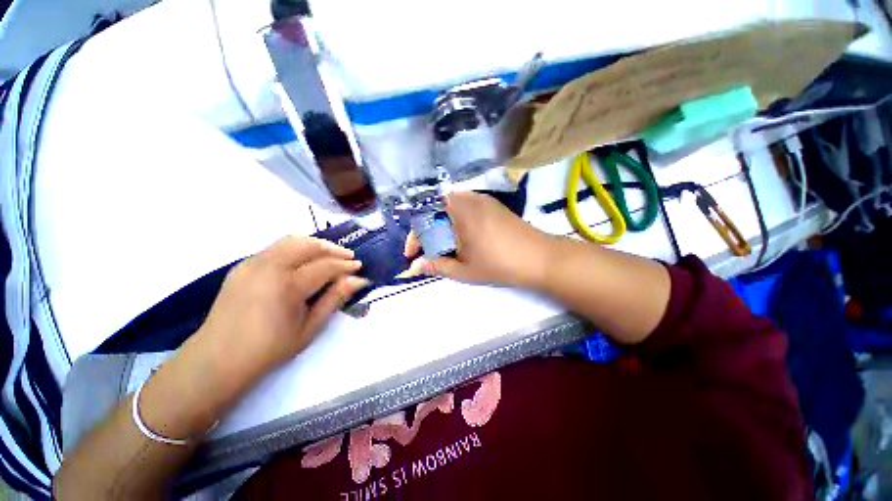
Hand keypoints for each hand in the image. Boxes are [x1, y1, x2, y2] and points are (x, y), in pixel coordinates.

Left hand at [185, 236, 369, 386]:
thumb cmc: (269, 349)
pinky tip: (303, 261)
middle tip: (348, 257)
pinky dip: (296, 249)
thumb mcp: (310, 328)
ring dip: (315, 245)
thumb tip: (357, 280)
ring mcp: (252, 263)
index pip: (325, 266)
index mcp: (287, 286)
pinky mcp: (243, 266)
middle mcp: (269, 267)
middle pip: (308, 245)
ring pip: (291, 241)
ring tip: (329, 255)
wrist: (218, 359)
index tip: (359, 267)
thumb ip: (334, 299)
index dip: (346, 265)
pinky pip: (275, 248)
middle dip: (332, 248)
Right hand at [404, 191, 552, 287]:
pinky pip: (466, 207)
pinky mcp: (493, 204)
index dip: (414, 238)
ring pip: (451, 207)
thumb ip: (436, 266)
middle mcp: (468, 199)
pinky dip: (457, 220)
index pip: (424, 220)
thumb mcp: (463, 270)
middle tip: (428, 250)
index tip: (412, 256)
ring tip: (444, 245)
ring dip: (442, 225)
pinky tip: (464, 237)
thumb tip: (414, 268)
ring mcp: (483, 199)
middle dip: (427, 231)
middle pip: (436, 210)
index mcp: (457, 212)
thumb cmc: (498, 264)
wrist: (539, 257)